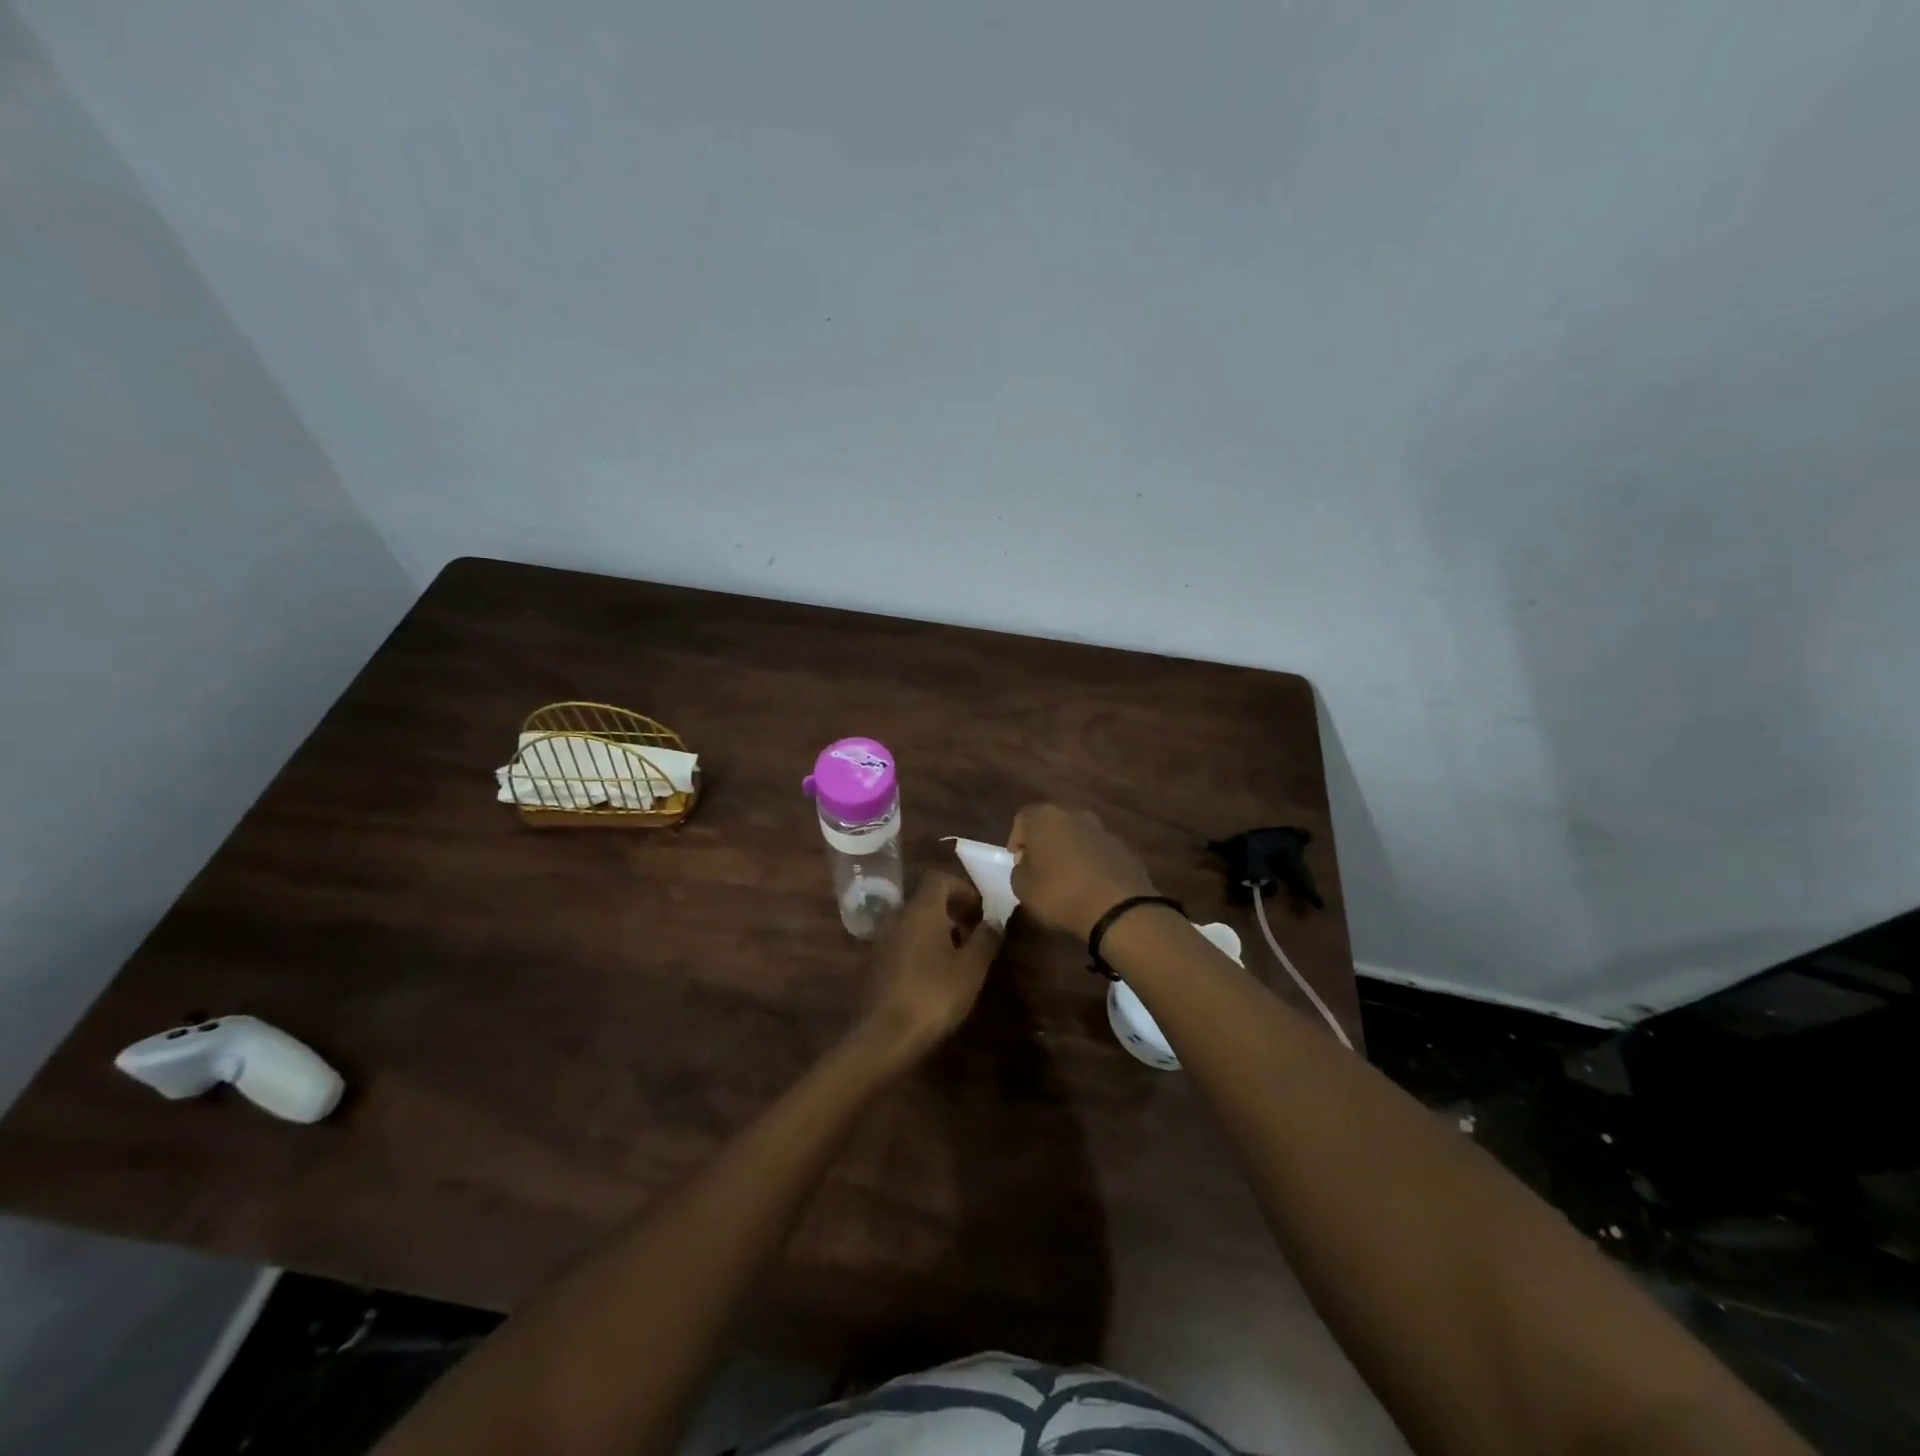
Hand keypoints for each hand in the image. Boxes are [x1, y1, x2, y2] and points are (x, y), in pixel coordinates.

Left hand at [861, 872, 1000, 1059]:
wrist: (885, 1035)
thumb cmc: (935, 995)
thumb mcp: (972, 968)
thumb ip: (986, 938)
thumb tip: (994, 920)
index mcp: (921, 910)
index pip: (940, 879)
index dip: (963, 889)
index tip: (980, 912)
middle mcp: (897, 917)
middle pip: (926, 900)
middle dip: (952, 911)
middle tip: (973, 934)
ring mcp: (881, 940)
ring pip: (912, 922)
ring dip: (935, 931)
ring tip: (956, 957)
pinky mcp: (873, 964)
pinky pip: (901, 942)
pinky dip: (919, 947)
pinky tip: (932, 976)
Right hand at [1009, 804, 1158, 939]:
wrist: (1118, 909)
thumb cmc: (1060, 894)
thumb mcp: (1023, 888)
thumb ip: (1019, 870)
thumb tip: (1027, 864)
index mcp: (1045, 818)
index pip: (1023, 818)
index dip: (1017, 840)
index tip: (1018, 862)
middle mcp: (1075, 815)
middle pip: (1052, 823)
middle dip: (1045, 842)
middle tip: (1040, 868)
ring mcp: (1103, 830)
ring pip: (1078, 835)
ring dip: (1070, 851)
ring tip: (1067, 878)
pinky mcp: (1124, 848)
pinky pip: (1099, 851)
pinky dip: (1092, 862)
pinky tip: (1091, 885)